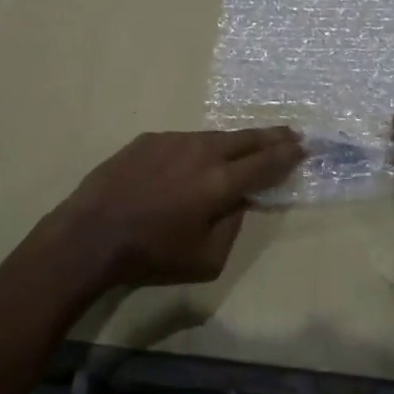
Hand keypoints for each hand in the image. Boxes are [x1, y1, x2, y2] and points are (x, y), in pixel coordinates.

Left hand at [52, 128, 303, 288]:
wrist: (90, 235)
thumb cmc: (151, 255)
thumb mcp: (206, 259)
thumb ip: (232, 226)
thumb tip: (239, 202)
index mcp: (220, 183)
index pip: (265, 163)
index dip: (287, 155)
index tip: (303, 147)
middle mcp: (201, 153)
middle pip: (245, 139)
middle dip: (271, 136)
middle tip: (290, 133)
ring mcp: (173, 141)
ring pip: (214, 137)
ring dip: (235, 141)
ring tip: (248, 144)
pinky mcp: (149, 140)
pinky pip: (184, 141)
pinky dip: (199, 148)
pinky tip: (196, 159)